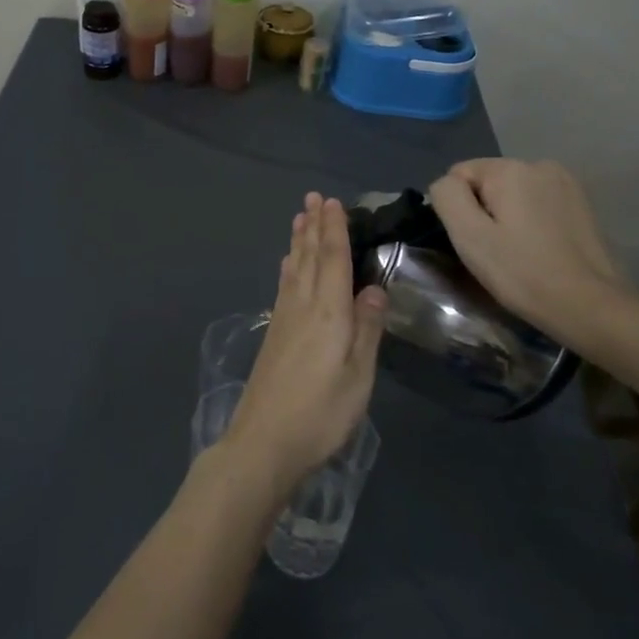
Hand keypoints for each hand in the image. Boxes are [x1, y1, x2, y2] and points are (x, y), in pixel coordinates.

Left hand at [225, 194, 388, 489]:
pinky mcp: (274, 336)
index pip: (332, 260)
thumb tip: (374, 288)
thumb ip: (367, 329)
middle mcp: (302, 307)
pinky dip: (287, 268)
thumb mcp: (358, 376)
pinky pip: (283, 287)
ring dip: (298, 241)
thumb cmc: (321, 413)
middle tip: (313, 197)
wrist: (265, 441)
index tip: (332, 202)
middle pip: (308, 258)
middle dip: (313, 226)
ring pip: (293, 269)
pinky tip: (287, 265)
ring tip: (300, 217)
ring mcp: (283, 320)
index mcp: (328, 313)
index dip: (333, 230)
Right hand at [428, 159, 624, 338]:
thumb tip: (446, 184)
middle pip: (488, 182)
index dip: (457, 209)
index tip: (474, 241)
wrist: (590, 305)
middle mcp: (540, 164)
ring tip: (518, 252)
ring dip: (507, 216)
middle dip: (483, 210)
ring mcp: (566, 183)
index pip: (459, 174)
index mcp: (510, 168)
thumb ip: (447, 197)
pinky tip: (540, 249)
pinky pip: (538, 204)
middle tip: (494, 251)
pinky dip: (531, 222)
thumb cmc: (522, 272)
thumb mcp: (469, 235)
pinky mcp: (582, 203)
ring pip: (513, 194)